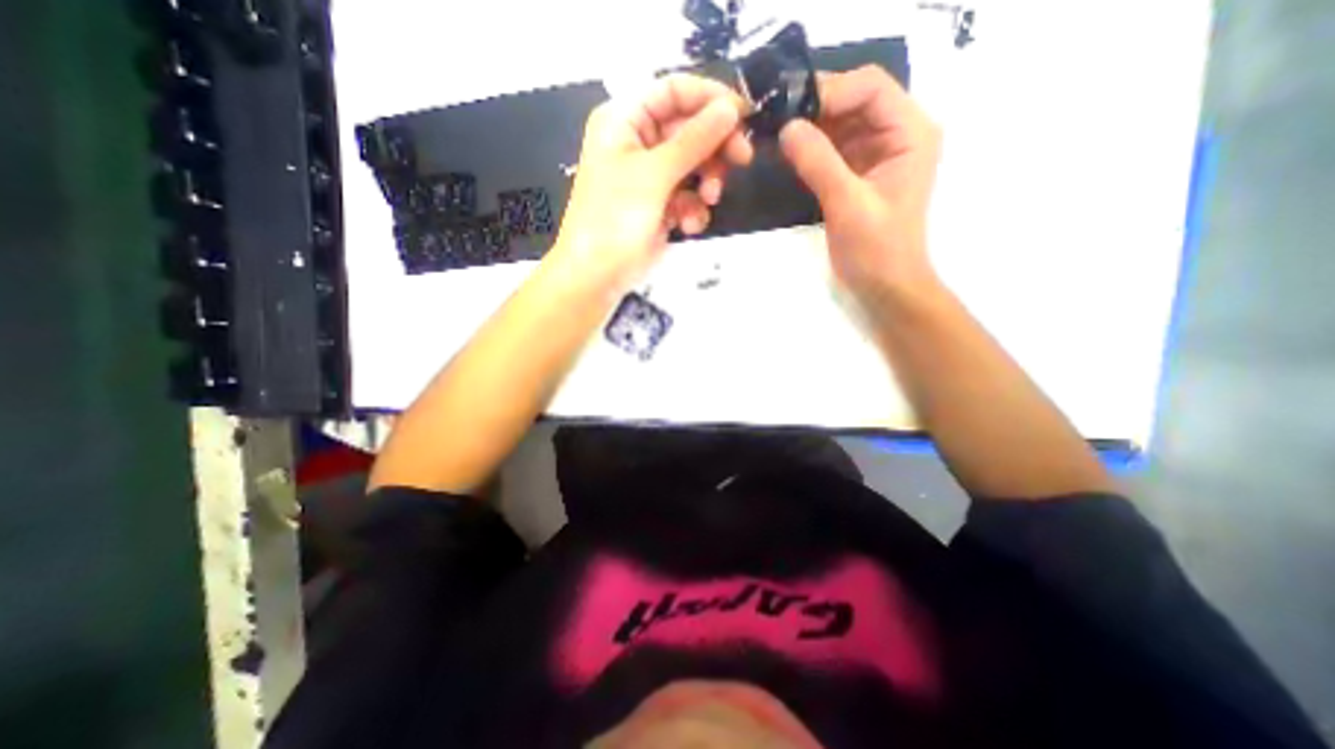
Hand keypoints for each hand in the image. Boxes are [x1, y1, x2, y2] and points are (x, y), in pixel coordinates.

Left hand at [541, 73, 750, 292]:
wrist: (597, 276)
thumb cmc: (614, 219)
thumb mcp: (653, 175)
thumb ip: (694, 141)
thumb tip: (730, 108)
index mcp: (624, 120)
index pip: (673, 90)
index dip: (709, 98)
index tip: (743, 115)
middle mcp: (637, 142)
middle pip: (688, 128)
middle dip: (714, 147)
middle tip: (742, 159)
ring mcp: (650, 177)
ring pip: (693, 164)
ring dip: (707, 182)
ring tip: (710, 200)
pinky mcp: (659, 206)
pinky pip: (688, 196)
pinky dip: (694, 209)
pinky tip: (689, 226)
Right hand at [780, 63, 941, 303]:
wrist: (885, 286)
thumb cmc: (876, 250)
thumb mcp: (848, 205)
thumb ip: (819, 163)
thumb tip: (786, 127)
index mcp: (910, 133)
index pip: (870, 88)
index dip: (829, 91)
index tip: (788, 110)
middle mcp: (897, 134)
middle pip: (854, 100)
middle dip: (815, 107)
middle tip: (774, 119)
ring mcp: (877, 153)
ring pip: (840, 122)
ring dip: (809, 126)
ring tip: (775, 133)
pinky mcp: (858, 172)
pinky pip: (832, 147)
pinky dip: (810, 147)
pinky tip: (787, 152)